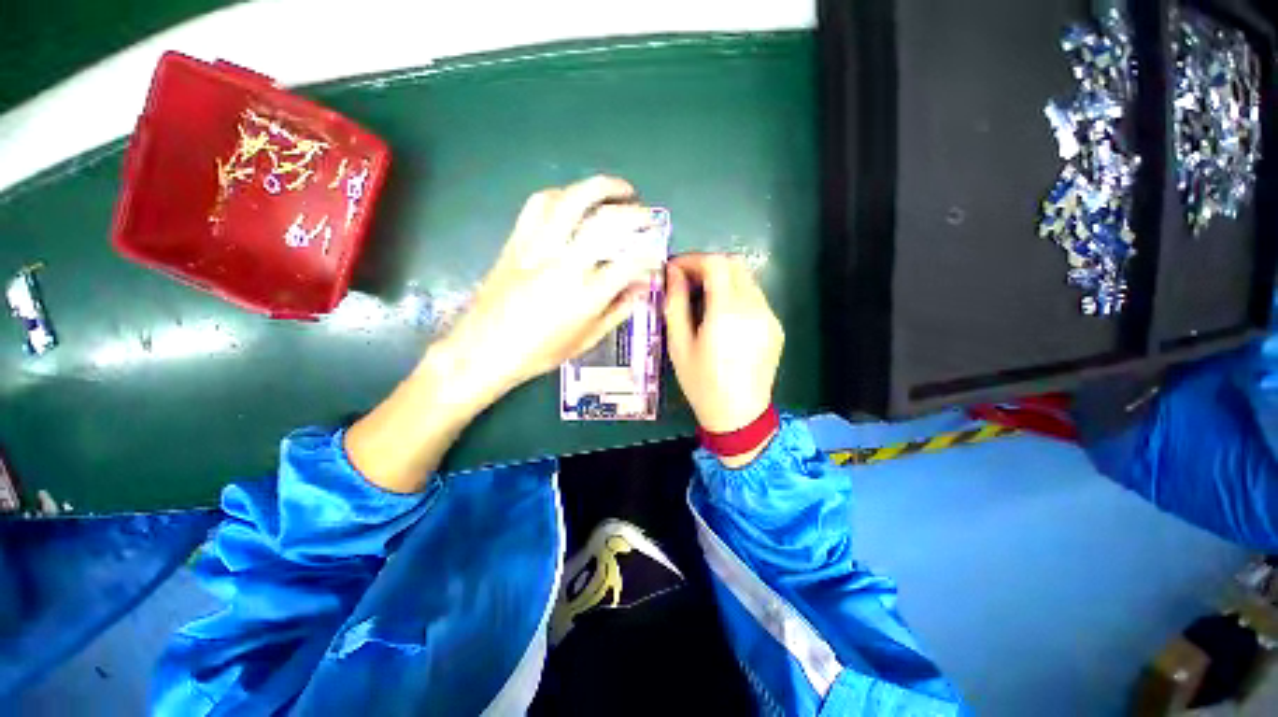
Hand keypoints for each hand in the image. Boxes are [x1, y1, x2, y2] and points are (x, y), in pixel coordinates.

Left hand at [434, 175, 662, 410]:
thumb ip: (618, 310)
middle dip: (635, 213)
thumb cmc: (539, 352)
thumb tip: (642, 288)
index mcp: (585, 296)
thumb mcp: (587, 339)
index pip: (629, 264)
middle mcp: (564, 264)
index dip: (649, 256)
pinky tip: (574, 199)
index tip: (655, 256)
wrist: (483, 349)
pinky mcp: (517, 241)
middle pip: (606, 222)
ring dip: (600, 187)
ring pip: (571, 200)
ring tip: (617, 189)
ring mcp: (538, 248)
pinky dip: (563, 194)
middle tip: (646, 213)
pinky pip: (538, 204)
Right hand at [664, 254, 783, 442]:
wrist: (739, 415)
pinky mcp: (776, 326)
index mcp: (727, 313)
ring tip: (702, 297)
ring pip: (747, 279)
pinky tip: (722, 315)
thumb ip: (676, 304)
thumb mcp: (679, 345)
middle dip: (708, 265)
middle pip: (735, 265)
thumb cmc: (702, 383)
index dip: (693, 259)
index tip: (675, 269)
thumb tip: (673, 274)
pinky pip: (755, 297)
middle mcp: (754, 308)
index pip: (716, 264)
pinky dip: (736, 294)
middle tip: (687, 280)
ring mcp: (769, 317)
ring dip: (722, 279)